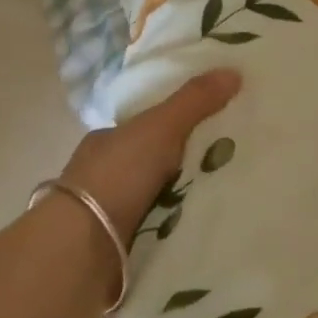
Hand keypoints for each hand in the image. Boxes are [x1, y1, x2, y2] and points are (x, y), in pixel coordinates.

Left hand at [60, 70, 242, 244]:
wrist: (84, 247)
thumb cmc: (117, 175)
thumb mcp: (161, 127)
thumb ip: (194, 100)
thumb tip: (234, 70)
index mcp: (105, 141)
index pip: (145, 128)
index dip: (176, 126)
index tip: (212, 131)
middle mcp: (104, 174)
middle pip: (154, 163)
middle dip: (185, 165)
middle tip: (228, 165)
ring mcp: (108, 213)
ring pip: (156, 199)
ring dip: (182, 200)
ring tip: (227, 197)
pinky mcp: (119, 246)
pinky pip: (158, 230)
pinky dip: (177, 228)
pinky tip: (205, 227)